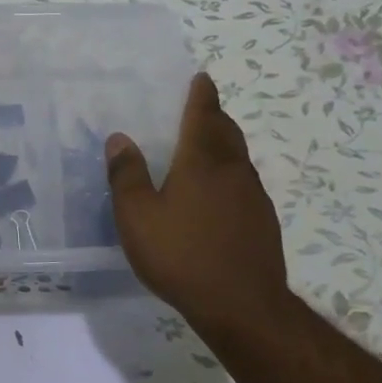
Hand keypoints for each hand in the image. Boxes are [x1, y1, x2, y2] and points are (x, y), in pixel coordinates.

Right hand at [105, 72, 287, 331]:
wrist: (241, 304)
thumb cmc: (181, 255)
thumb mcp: (138, 217)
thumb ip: (126, 175)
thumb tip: (119, 138)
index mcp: (201, 161)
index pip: (203, 115)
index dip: (201, 95)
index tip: (201, 78)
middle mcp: (233, 170)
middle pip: (226, 132)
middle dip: (214, 116)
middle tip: (202, 109)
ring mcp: (254, 196)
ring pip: (238, 159)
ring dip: (223, 146)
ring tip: (206, 149)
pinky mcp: (262, 222)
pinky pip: (244, 185)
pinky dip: (229, 177)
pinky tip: (218, 197)